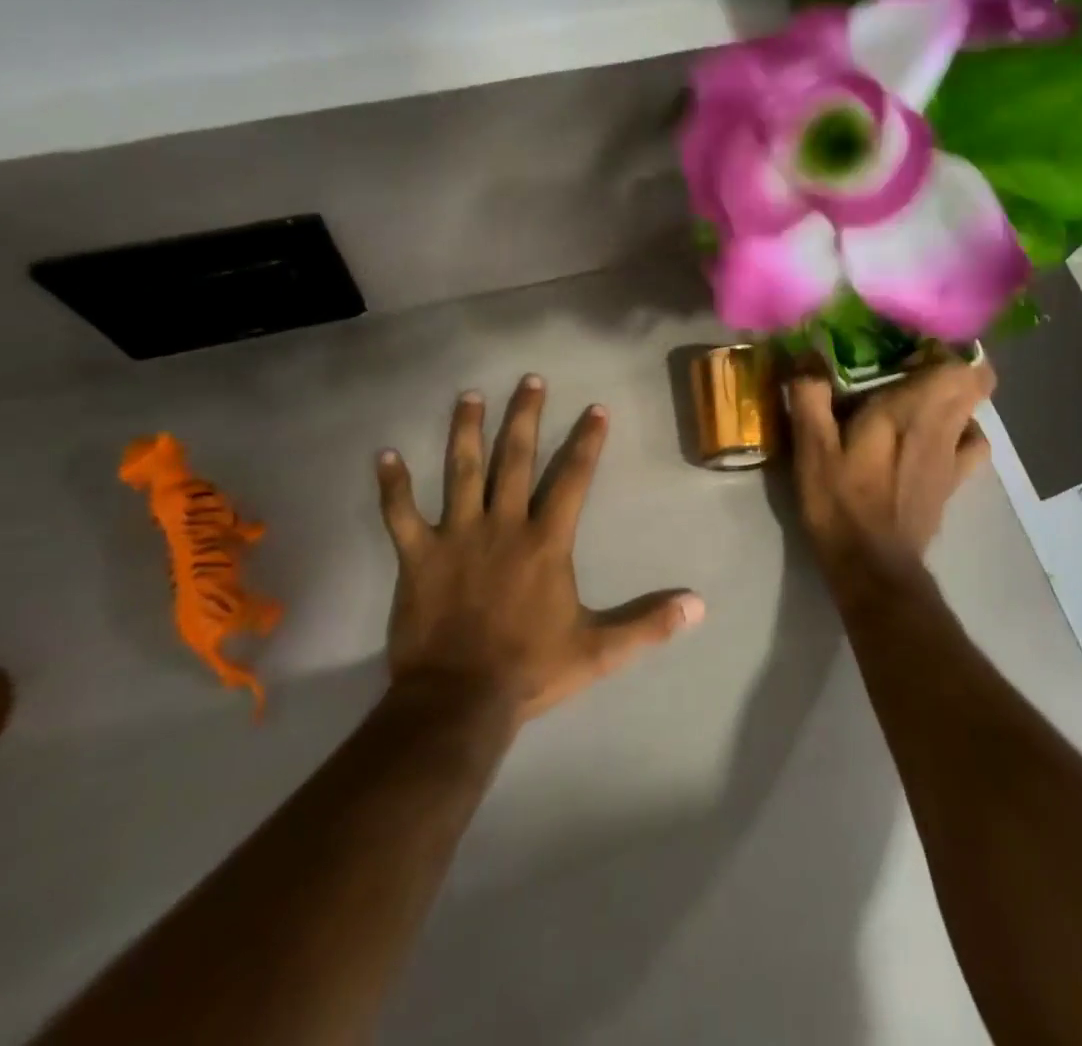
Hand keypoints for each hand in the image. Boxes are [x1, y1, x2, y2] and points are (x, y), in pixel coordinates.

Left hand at [375, 376, 704, 723]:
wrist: (459, 701)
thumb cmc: (530, 670)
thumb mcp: (599, 651)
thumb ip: (648, 624)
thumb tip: (698, 606)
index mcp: (546, 542)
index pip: (573, 479)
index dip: (587, 442)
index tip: (596, 408)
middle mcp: (503, 525)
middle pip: (515, 459)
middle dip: (525, 417)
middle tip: (530, 380)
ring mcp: (456, 536)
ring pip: (461, 471)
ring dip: (465, 431)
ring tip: (469, 396)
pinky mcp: (417, 556)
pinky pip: (400, 515)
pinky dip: (392, 486)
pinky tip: (383, 455)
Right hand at [787, 361, 996, 598]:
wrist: (873, 566)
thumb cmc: (841, 502)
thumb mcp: (812, 447)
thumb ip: (810, 393)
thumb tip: (807, 348)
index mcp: (911, 409)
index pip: (958, 362)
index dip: (943, 346)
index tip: (909, 344)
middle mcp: (943, 425)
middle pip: (976, 381)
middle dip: (950, 364)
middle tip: (908, 365)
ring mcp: (954, 456)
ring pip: (975, 410)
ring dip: (955, 396)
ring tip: (919, 396)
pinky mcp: (955, 481)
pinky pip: (972, 442)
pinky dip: (961, 430)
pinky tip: (933, 435)